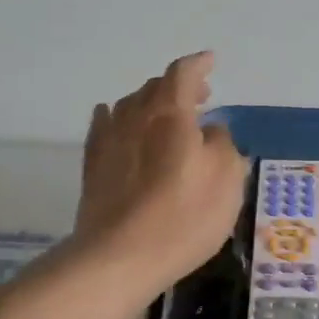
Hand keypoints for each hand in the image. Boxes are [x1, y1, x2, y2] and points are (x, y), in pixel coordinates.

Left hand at [75, 52, 246, 296]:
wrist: (119, 257)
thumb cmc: (183, 217)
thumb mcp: (226, 180)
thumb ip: (222, 145)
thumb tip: (209, 130)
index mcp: (170, 114)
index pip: (182, 73)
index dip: (198, 64)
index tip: (211, 61)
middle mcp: (135, 117)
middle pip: (155, 87)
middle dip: (179, 86)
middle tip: (200, 97)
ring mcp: (109, 140)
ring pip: (130, 105)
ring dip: (151, 103)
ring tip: (166, 116)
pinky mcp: (93, 165)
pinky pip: (105, 126)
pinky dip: (118, 118)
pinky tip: (119, 122)